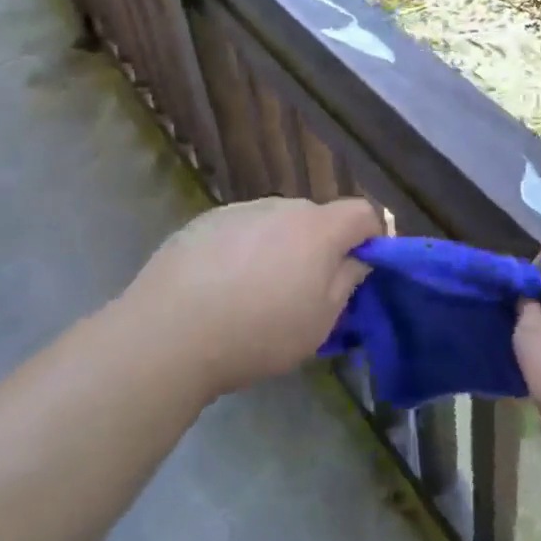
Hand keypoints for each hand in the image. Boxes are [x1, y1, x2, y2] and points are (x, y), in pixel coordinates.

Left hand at [123, 197, 382, 401]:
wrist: (168, 334)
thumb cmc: (258, 332)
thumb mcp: (320, 321)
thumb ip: (347, 281)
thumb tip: (357, 257)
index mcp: (318, 228)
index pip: (363, 213)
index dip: (371, 237)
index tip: (362, 268)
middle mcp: (281, 206)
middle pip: (316, 219)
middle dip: (321, 247)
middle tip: (306, 291)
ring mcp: (239, 211)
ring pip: (276, 224)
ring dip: (280, 248)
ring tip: (256, 292)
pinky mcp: (202, 222)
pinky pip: (240, 231)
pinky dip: (242, 251)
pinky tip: (220, 287)